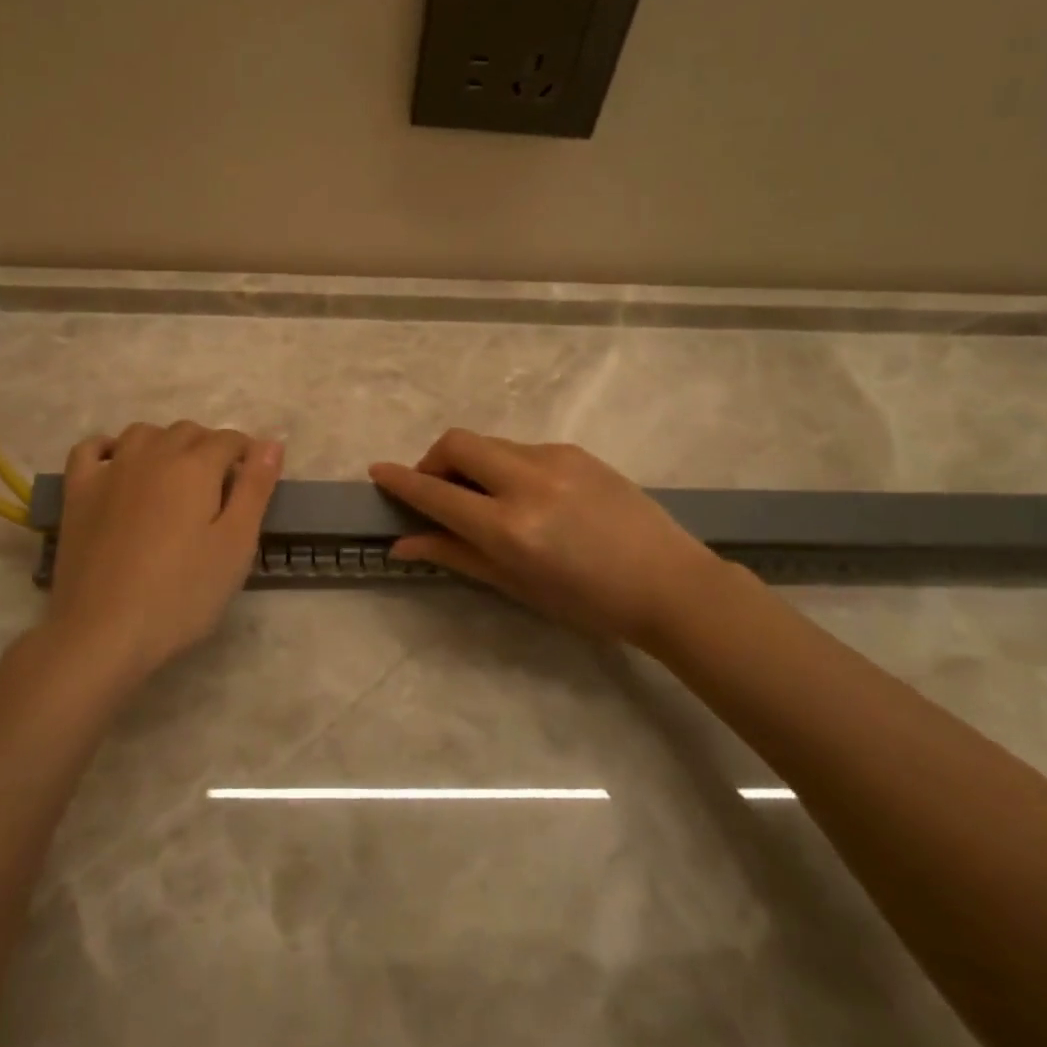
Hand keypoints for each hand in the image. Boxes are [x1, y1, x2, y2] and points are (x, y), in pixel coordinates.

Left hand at [45, 421, 282, 680]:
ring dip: (165, 443)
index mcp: (195, 466)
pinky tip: (118, 466)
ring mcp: (110, 471)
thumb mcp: (235, 545)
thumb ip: (256, 488)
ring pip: (143, 433)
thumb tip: (271, 442)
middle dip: (209, 448)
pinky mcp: (77, 492)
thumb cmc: (182, 595)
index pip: (229, 440)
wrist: (103, 632)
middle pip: (187, 432)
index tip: (252, 482)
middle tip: (218, 489)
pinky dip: (109, 448)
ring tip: (174, 478)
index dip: (247, 455)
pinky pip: (91, 449)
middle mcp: (152, 454)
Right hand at [369, 429, 728, 651]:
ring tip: (486, 500)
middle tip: (436, 490)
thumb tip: (404, 544)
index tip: (376, 471)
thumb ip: (456, 556)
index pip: (437, 493)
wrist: (670, 584)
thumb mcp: (516, 586)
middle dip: (433, 460)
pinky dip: (505, 466)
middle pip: (457, 443)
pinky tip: (527, 497)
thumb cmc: (588, 603)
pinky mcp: (576, 450)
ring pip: (489, 443)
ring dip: (472, 464)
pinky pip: (522, 449)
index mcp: (510, 527)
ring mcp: (555, 459)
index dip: (400, 481)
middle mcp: (527, 481)